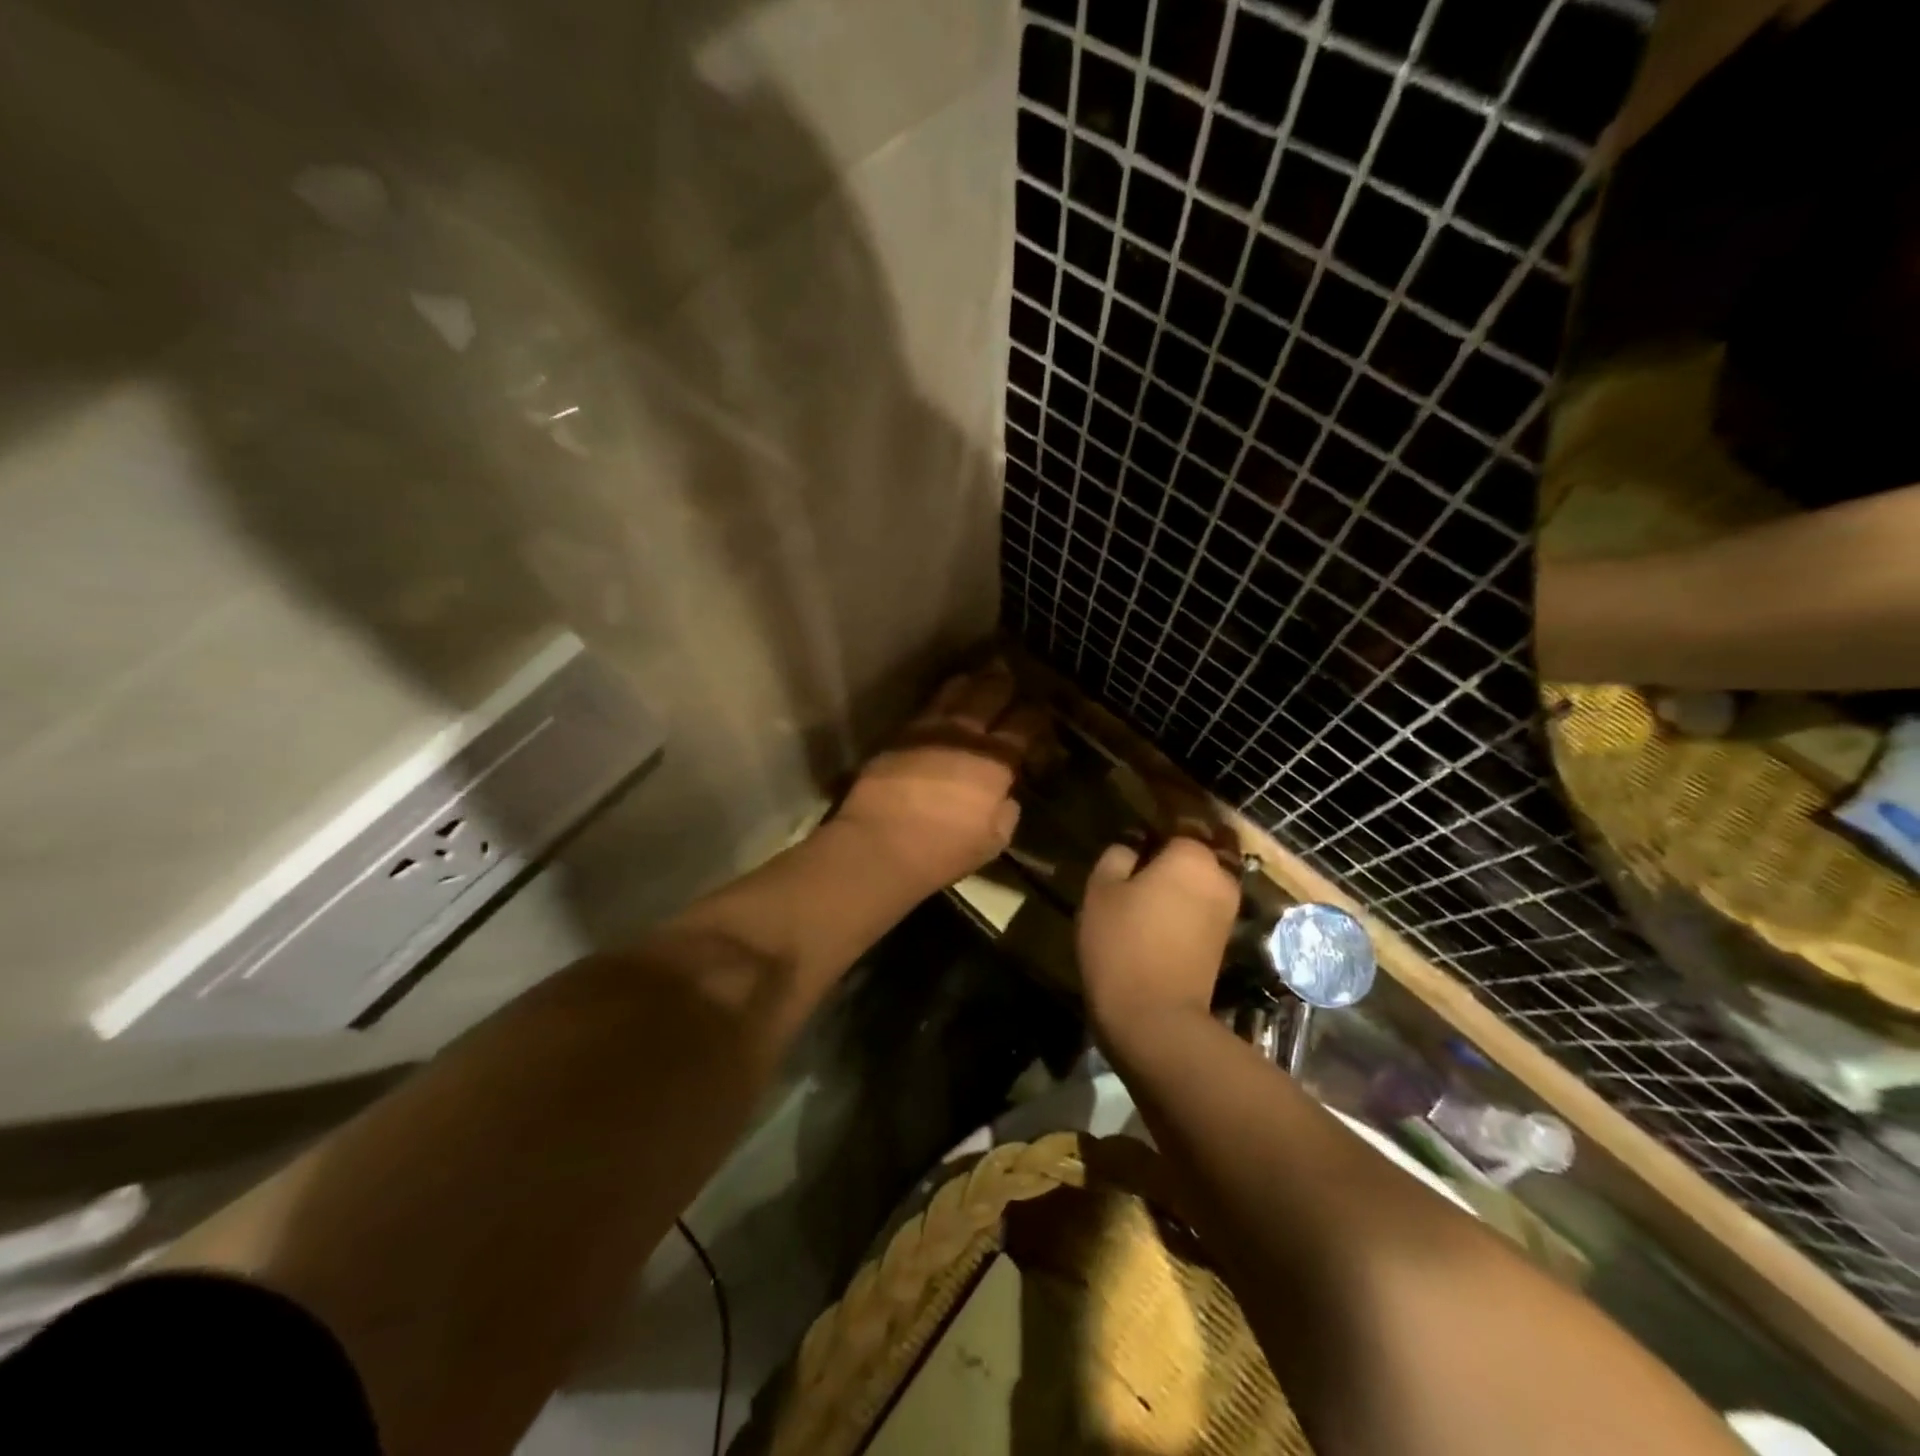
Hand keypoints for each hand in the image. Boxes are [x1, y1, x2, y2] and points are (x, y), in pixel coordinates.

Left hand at [833, 663, 1044, 893]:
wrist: (878, 843)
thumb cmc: (942, 849)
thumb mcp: (992, 841)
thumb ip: (1005, 813)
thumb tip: (1003, 797)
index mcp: (995, 760)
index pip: (1025, 724)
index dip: (1037, 717)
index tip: (1039, 718)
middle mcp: (964, 735)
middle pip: (990, 693)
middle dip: (1004, 684)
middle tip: (1011, 678)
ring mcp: (928, 730)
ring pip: (955, 692)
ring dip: (971, 683)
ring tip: (978, 678)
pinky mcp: (898, 736)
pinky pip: (926, 708)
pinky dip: (941, 701)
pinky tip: (943, 703)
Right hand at [1078, 836, 1240, 1039]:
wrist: (1155, 1019)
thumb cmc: (1122, 944)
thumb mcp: (1101, 891)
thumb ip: (1117, 856)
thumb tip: (1132, 847)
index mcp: (1192, 856)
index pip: (1177, 823)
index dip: (1152, 828)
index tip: (1131, 839)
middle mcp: (1220, 877)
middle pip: (1197, 851)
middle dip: (1172, 854)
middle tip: (1136, 866)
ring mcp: (1228, 911)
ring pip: (1202, 880)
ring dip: (1179, 881)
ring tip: (1144, 893)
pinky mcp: (1224, 940)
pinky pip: (1203, 906)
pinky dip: (1185, 905)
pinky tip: (1157, 918)